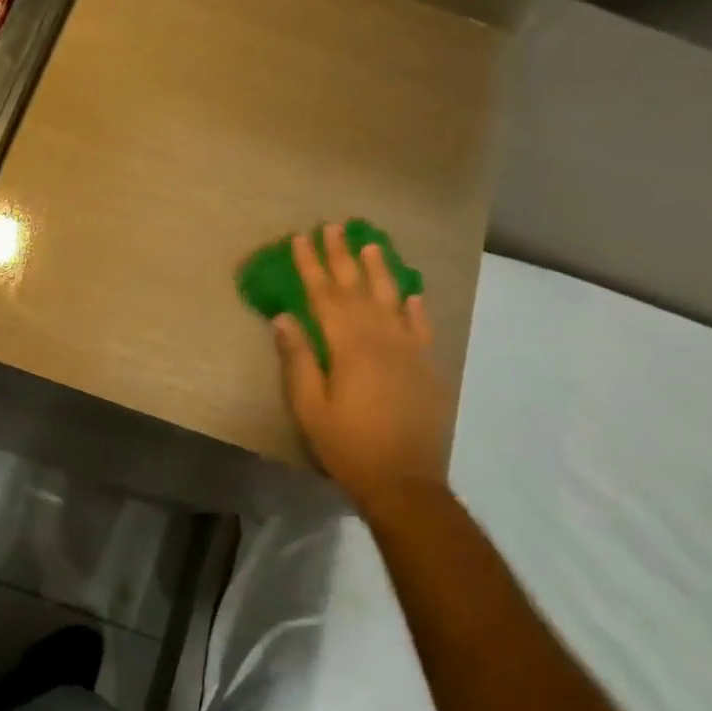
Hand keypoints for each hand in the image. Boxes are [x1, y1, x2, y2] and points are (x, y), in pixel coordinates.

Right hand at [272, 223, 449, 507]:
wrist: (405, 483)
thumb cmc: (348, 446)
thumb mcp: (310, 408)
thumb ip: (298, 360)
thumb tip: (284, 318)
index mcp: (349, 347)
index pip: (325, 296)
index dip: (311, 265)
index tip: (300, 239)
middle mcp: (381, 339)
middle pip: (358, 288)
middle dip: (342, 256)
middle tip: (333, 227)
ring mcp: (409, 351)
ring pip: (392, 299)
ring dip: (379, 270)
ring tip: (371, 243)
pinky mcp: (427, 368)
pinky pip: (422, 327)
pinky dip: (416, 307)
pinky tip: (412, 291)